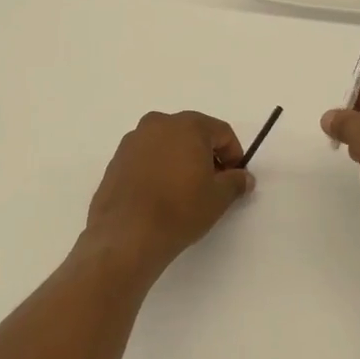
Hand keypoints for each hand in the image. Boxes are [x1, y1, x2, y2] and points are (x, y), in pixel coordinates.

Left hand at [84, 111, 254, 274]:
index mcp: (187, 125)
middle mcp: (158, 124)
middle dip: (206, 154)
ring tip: (184, 190)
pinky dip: (158, 168)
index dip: (233, 154)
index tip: (234, 177)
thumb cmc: (180, 210)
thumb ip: (235, 182)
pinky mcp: (116, 160)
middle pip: (192, 133)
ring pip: (167, 144)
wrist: (127, 234)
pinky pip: (146, 157)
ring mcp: (133, 140)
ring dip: (180, 160)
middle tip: (212, 183)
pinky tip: (160, 194)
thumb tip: (243, 177)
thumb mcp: (218, 198)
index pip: (221, 132)